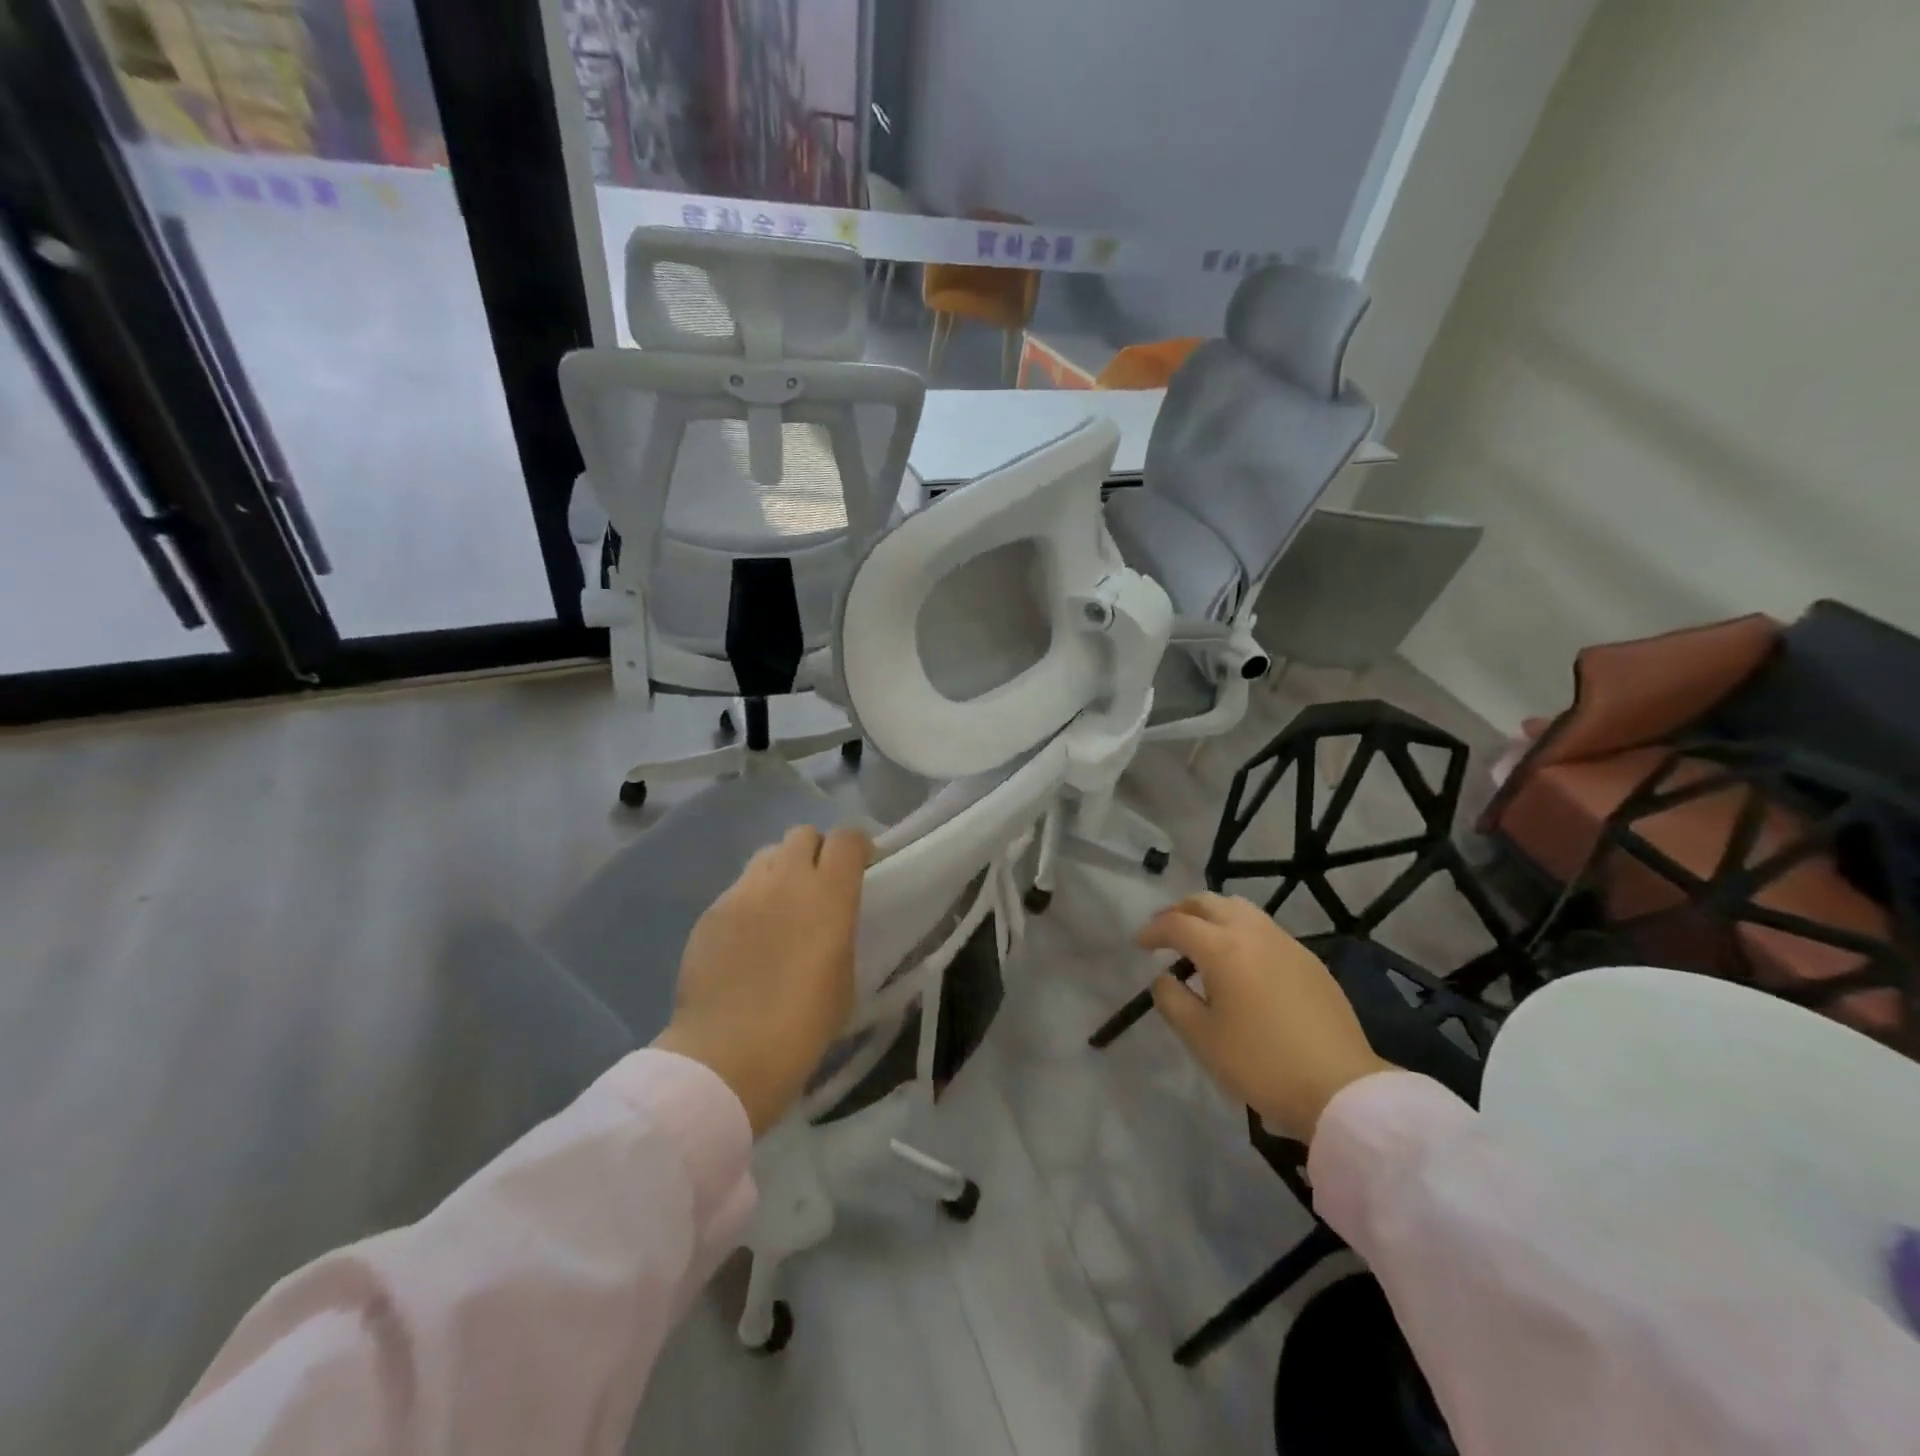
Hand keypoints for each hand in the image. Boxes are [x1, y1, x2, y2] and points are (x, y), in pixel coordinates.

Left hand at [654, 825, 870, 1134]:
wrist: (729, 1055)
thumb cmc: (804, 1025)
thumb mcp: (845, 977)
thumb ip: (840, 933)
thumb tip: (831, 922)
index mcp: (829, 893)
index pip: (847, 838)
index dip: (856, 847)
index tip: (860, 867)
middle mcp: (786, 879)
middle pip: (802, 835)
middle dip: (815, 851)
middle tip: (817, 886)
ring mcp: (742, 892)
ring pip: (766, 857)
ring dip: (780, 872)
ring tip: (779, 907)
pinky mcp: (710, 912)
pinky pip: (738, 890)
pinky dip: (750, 901)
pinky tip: (747, 938)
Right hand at [1139, 893, 1391, 1143]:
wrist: (1340, 1088)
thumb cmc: (1260, 1064)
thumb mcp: (1201, 1038)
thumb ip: (1172, 1000)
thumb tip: (1165, 978)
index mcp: (1222, 948)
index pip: (1177, 924)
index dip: (1153, 931)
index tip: (1139, 945)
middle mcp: (1253, 933)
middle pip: (1208, 903)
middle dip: (1181, 912)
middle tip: (1166, 934)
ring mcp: (1286, 943)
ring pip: (1240, 909)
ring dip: (1213, 916)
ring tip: (1201, 942)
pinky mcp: (1309, 960)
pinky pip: (1264, 929)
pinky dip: (1240, 932)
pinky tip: (1240, 962)